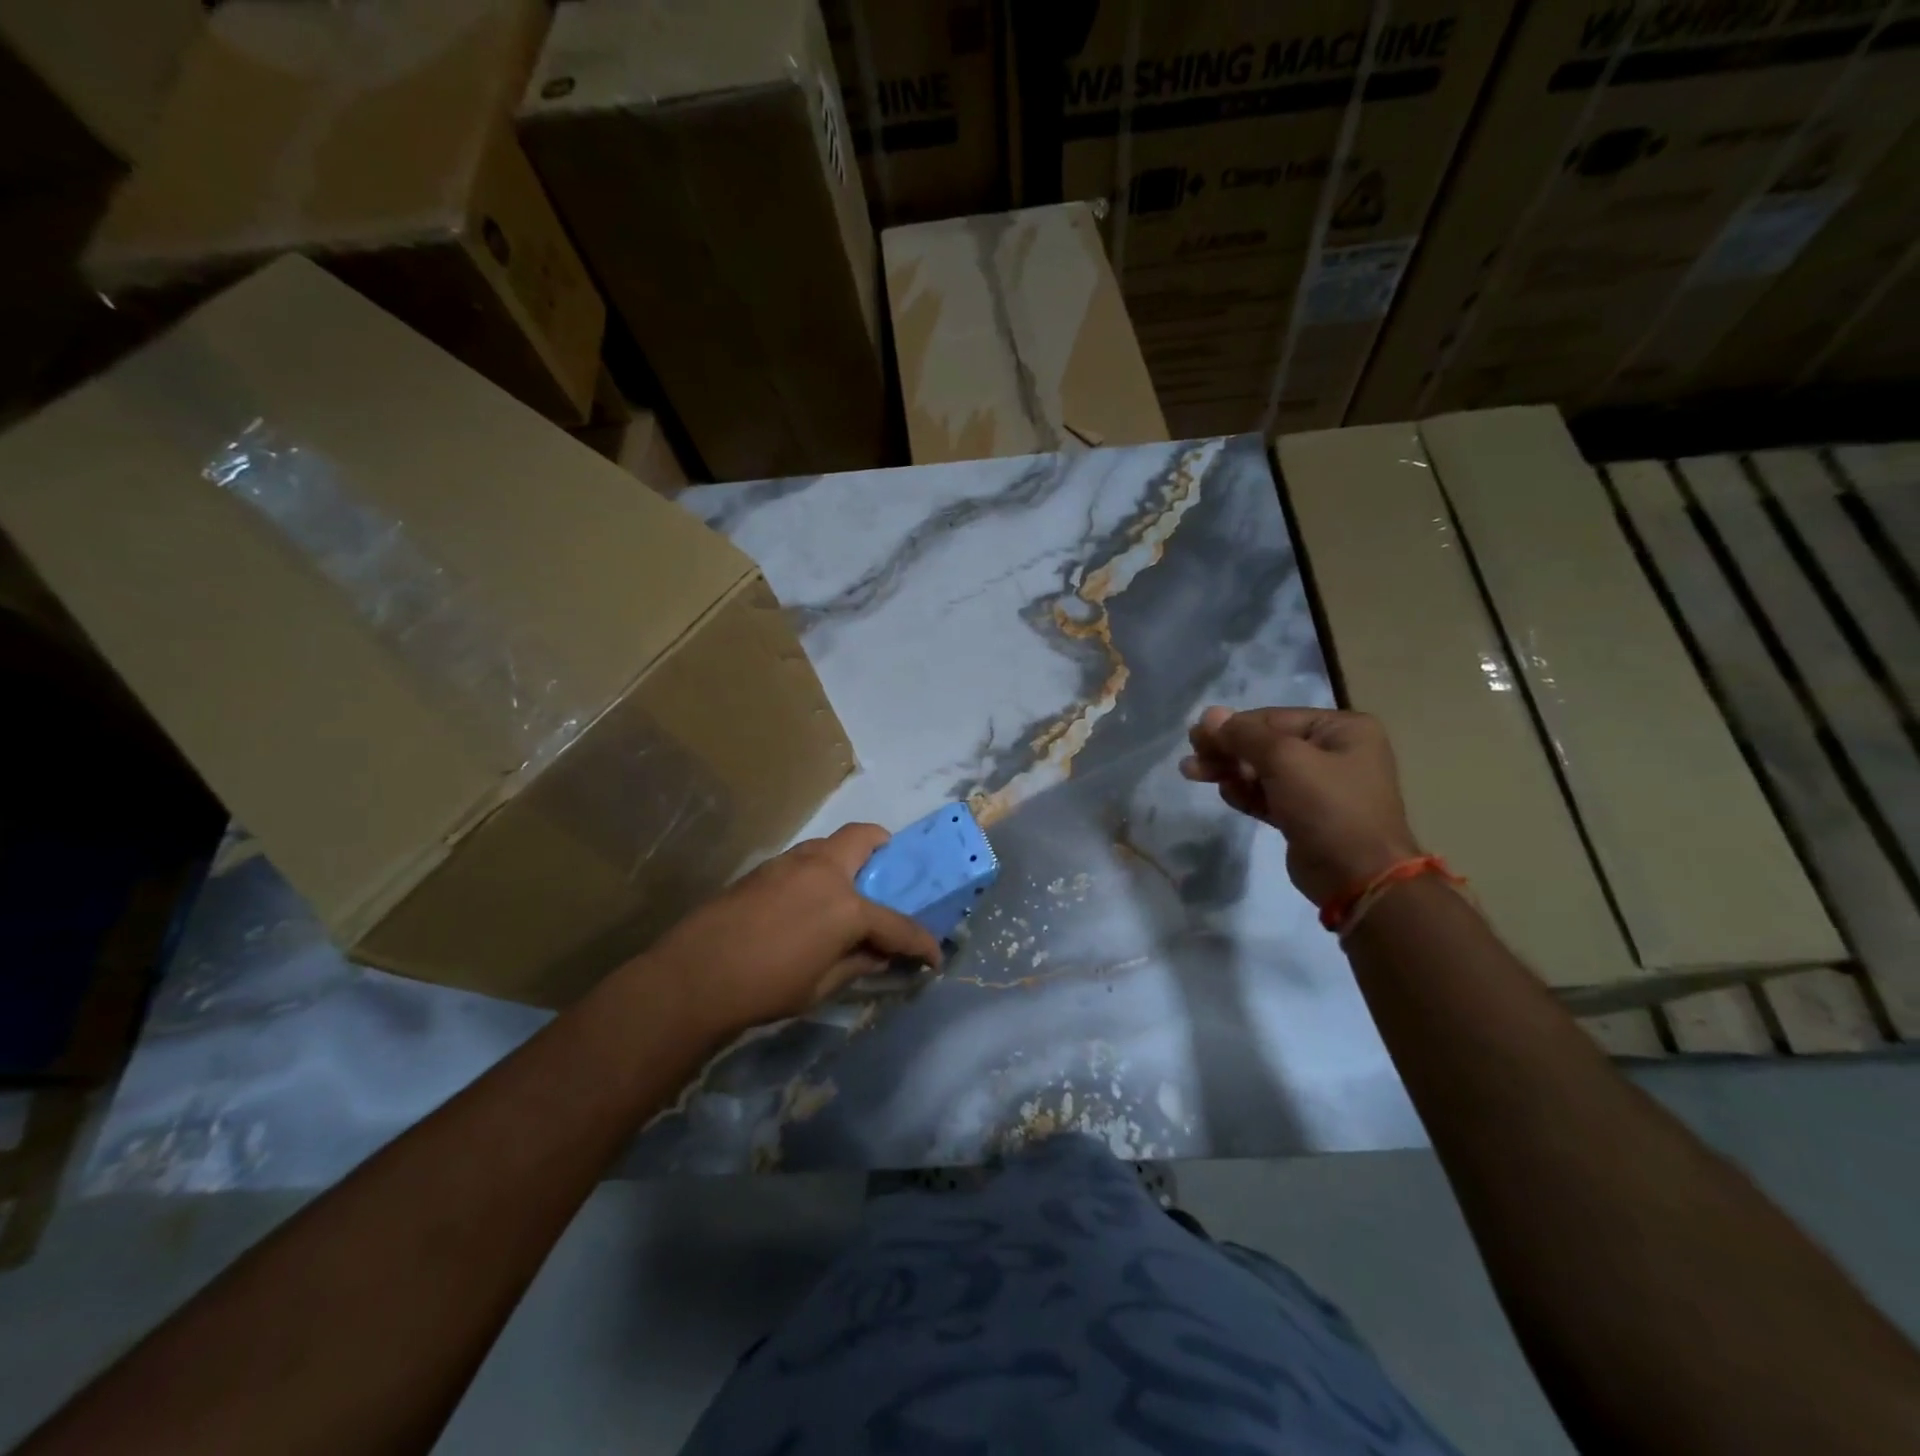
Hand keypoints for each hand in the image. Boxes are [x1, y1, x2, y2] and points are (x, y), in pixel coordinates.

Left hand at [641, 823, 942, 1037]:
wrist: (695, 975)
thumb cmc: (765, 987)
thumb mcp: (821, 986)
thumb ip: (857, 963)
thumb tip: (879, 955)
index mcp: (845, 905)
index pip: (896, 923)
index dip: (921, 942)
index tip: (933, 956)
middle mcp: (823, 870)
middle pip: (865, 838)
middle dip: (886, 850)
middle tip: (889, 875)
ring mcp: (791, 863)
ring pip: (832, 843)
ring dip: (849, 858)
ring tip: (847, 892)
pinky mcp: (765, 868)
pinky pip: (806, 858)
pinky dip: (820, 870)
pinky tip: (808, 902)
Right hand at [1180, 705, 1420, 905]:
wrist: (1358, 877)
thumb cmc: (1328, 806)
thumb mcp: (1285, 760)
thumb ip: (1244, 735)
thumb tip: (1209, 715)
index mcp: (1342, 729)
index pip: (1274, 719)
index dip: (1233, 726)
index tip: (1195, 736)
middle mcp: (1334, 752)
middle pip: (1267, 744)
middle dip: (1227, 750)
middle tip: (1191, 756)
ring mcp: (1321, 786)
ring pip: (1264, 770)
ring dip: (1229, 771)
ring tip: (1192, 772)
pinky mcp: (1305, 816)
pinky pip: (1268, 795)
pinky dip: (1245, 792)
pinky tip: (1225, 793)